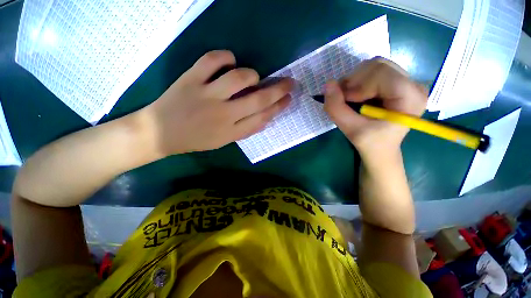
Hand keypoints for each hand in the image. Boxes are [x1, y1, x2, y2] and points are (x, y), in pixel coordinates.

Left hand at [140, 50, 293, 156]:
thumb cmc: (196, 140)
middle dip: (278, 90)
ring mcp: (206, 94)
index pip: (263, 117)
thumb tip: (266, 118)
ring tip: (253, 76)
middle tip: (289, 82)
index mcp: (232, 131)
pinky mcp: (191, 79)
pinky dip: (225, 56)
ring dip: (252, 74)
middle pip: (258, 99)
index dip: (279, 107)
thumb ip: (246, 130)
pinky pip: (212, 60)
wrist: (160, 134)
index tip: (289, 99)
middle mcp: (223, 114)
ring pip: (238, 78)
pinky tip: (230, 60)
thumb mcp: (224, 141)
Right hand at [324, 57, 426, 160]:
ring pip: (375, 65)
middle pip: (378, 65)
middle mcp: (413, 84)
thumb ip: (336, 108)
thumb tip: (327, 84)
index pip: (382, 74)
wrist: (381, 148)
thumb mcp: (351, 130)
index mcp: (410, 98)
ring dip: (355, 80)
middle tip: (344, 99)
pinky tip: (355, 95)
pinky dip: (358, 81)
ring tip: (349, 98)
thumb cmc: (370, 143)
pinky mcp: (397, 82)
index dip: (358, 85)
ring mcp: (406, 81)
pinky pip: (373, 71)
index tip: (346, 102)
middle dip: (355, 81)